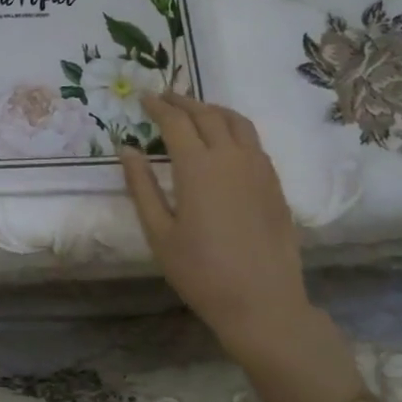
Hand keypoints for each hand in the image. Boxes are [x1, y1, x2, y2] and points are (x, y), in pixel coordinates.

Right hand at [119, 93, 313, 355]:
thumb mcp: (158, 233)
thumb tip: (127, 149)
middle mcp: (231, 158)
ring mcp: (259, 169)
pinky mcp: (275, 184)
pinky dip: (234, 129)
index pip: (176, 122)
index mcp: (198, 168)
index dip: (158, 106)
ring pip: (237, 123)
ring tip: (196, 110)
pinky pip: (254, 142)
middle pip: (207, 115)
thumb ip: (141, 186)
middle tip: (165, 97)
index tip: (143, 98)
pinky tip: (225, 141)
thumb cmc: (200, 272)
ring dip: (213, 110)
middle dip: (183, 102)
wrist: (262, 303)